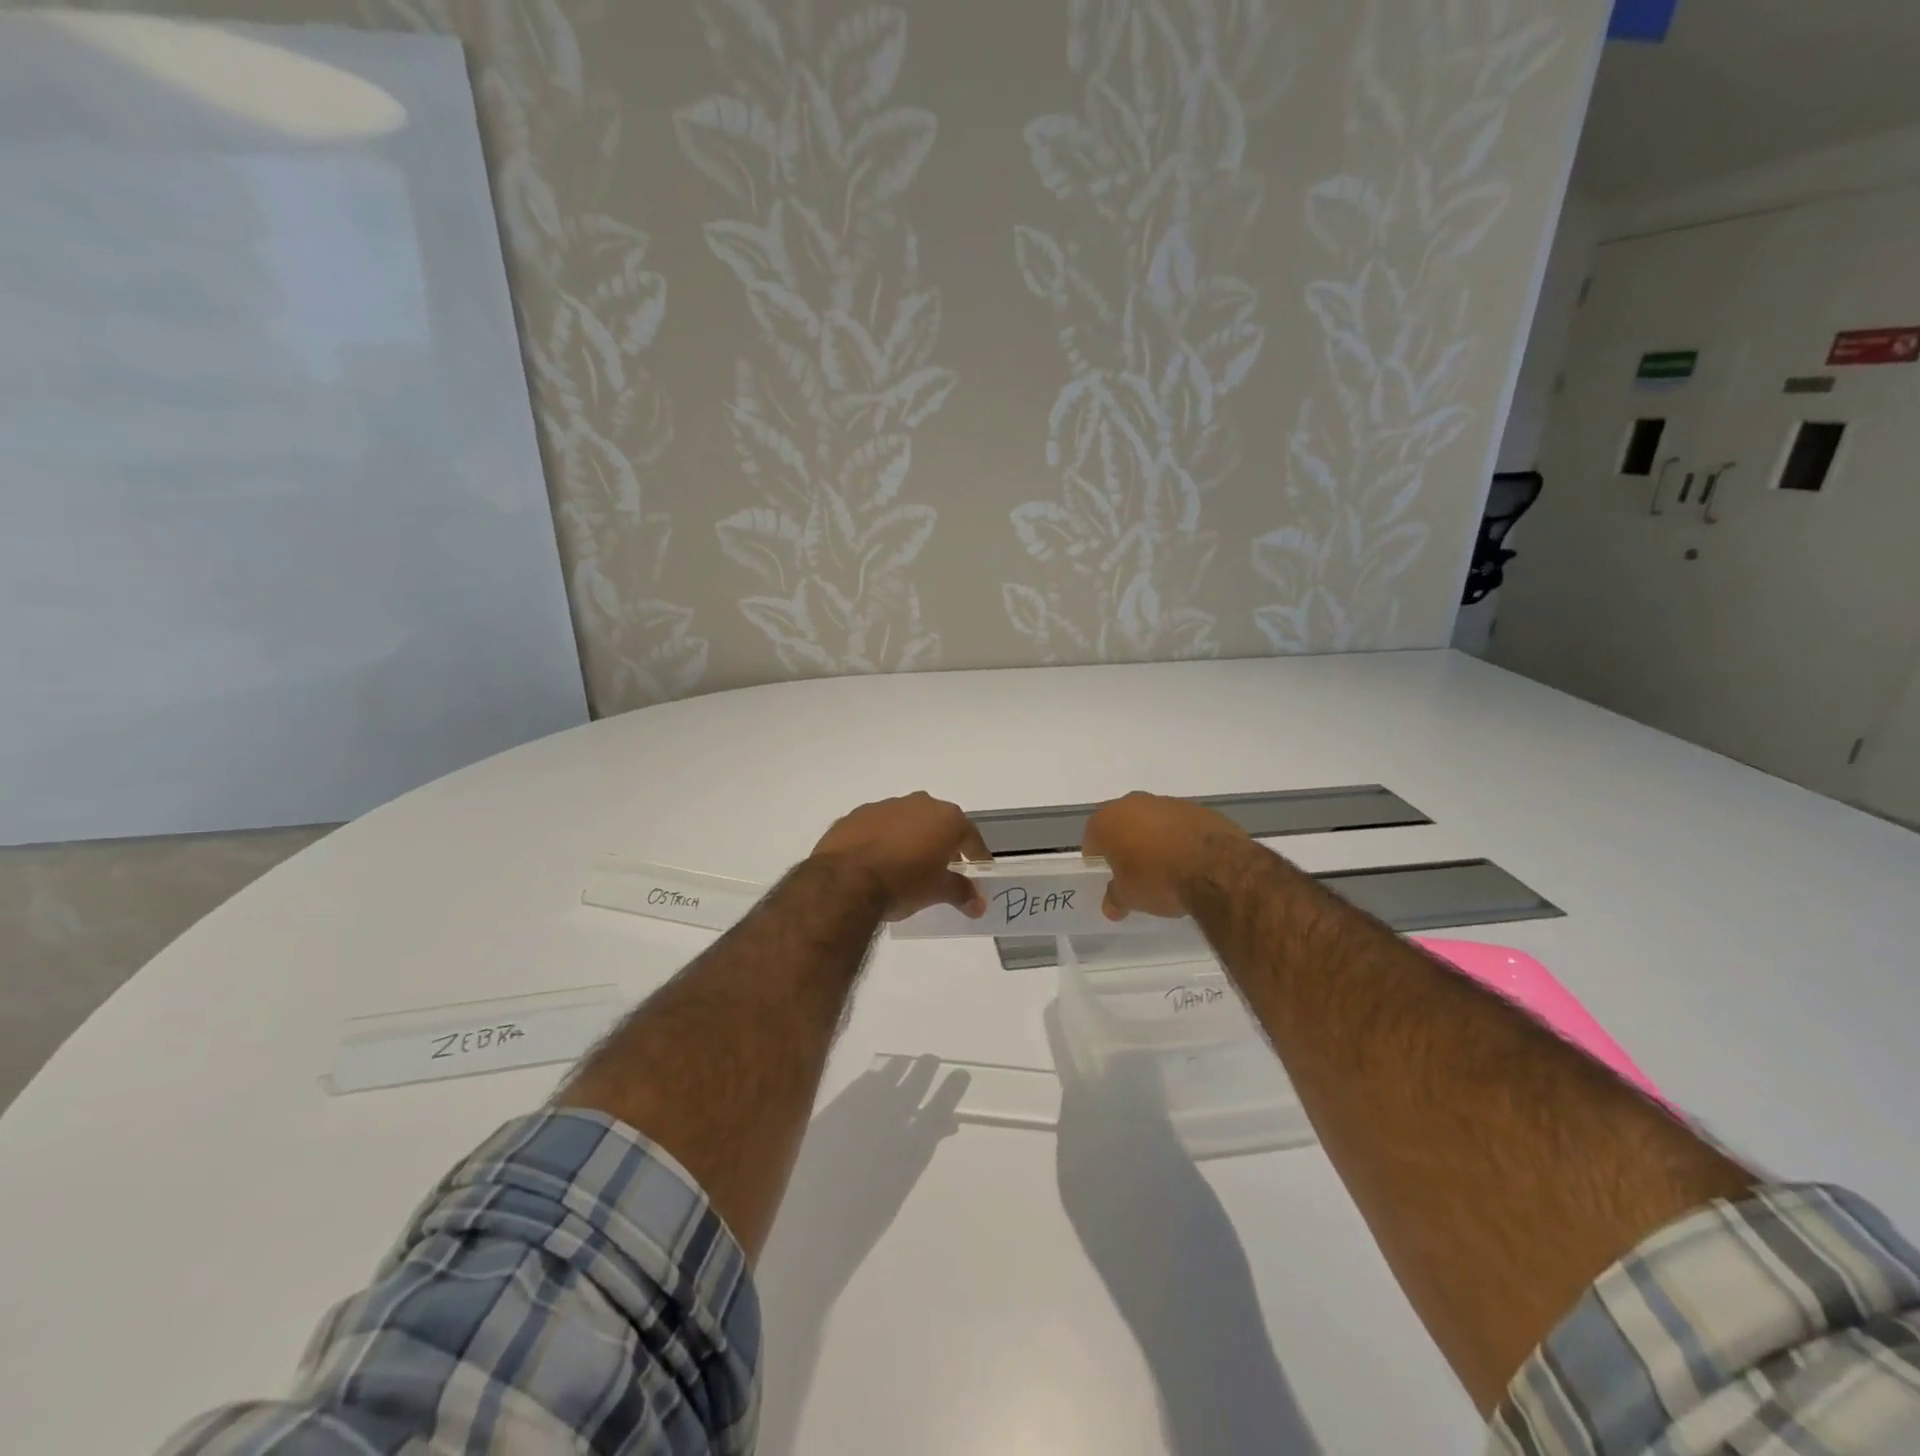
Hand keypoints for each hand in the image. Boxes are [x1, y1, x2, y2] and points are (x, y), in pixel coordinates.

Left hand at [810, 792, 990, 921]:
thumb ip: (961, 892)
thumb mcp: (937, 891)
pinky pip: (878, 827)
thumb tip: (978, 904)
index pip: (971, 838)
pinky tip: (877, 863)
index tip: (978, 875)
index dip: (977, 857)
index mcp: (946, 818)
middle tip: (942, 871)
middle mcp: (919, 803)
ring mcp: (885, 806)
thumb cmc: (903, 883)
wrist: (845, 881)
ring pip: (907, 822)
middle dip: (943, 845)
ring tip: (906, 868)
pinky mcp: (856, 815)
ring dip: (911, 840)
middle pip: (939, 824)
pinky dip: (883, 841)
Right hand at [1082, 792, 1250, 920]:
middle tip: (1133, 870)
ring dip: (1153, 838)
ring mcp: (1167, 802)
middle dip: (1125, 843)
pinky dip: (1179, 837)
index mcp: (1108, 821)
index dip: (1097, 858)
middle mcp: (1133, 803)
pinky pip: (1179, 824)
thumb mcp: (1130, 897)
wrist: (1217, 868)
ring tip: (1165, 866)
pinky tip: (1189, 860)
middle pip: (1121, 824)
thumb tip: (1111, 906)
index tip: (1107, 874)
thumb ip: (1115, 898)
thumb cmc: (1158, 880)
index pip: (1092, 838)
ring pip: (1151, 820)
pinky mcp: (1197, 808)